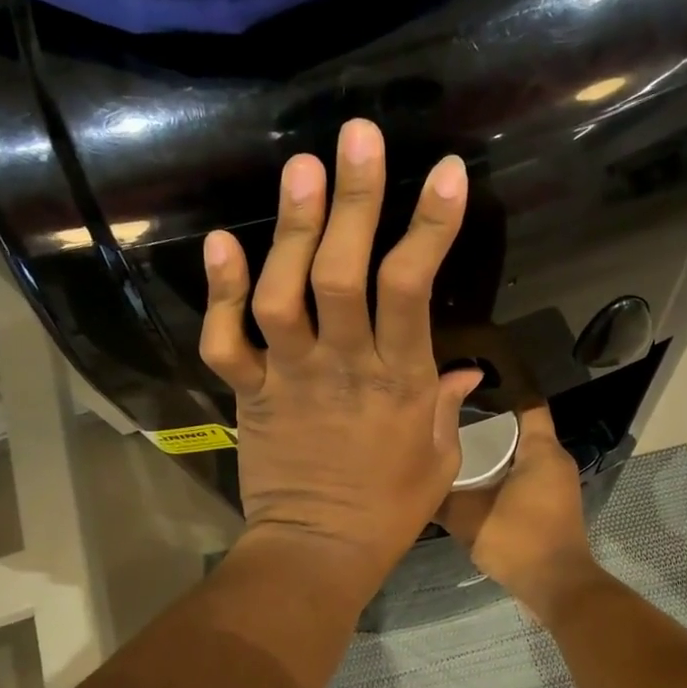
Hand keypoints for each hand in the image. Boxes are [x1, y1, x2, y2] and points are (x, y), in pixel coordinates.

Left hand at [200, 119, 482, 597]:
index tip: (443, 172)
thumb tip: (466, 366)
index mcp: (399, 380)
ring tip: (299, 168)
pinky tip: (221, 242)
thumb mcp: (440, 458)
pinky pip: (225, 340)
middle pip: (342, 273)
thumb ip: (448, 404)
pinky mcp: (249, 394)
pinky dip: (219, 292)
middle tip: (355, 136)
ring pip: (282, 293)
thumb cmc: (390, 509)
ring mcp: (290, 376)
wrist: (318, 552)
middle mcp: (343, 365)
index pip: (413, 289)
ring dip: (288, 229)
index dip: (428, 226)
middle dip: (353, 200)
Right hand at [438, 406, 601, 618]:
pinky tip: (477, 484)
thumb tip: (418, 481)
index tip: (469, 388)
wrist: (558, 587)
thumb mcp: (468, 517)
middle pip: (522, 429)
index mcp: (541, 450)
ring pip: (524, 455)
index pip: (528, 403)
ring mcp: (558, 484)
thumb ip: (442, 497)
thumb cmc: (518, 540)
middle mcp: (555, 460)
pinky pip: (528, 476)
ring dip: (497, 453)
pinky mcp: (555, 506)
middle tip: (452, 421)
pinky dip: (505, 474)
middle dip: (490, 424)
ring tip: (458, 450)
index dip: (501, 391)